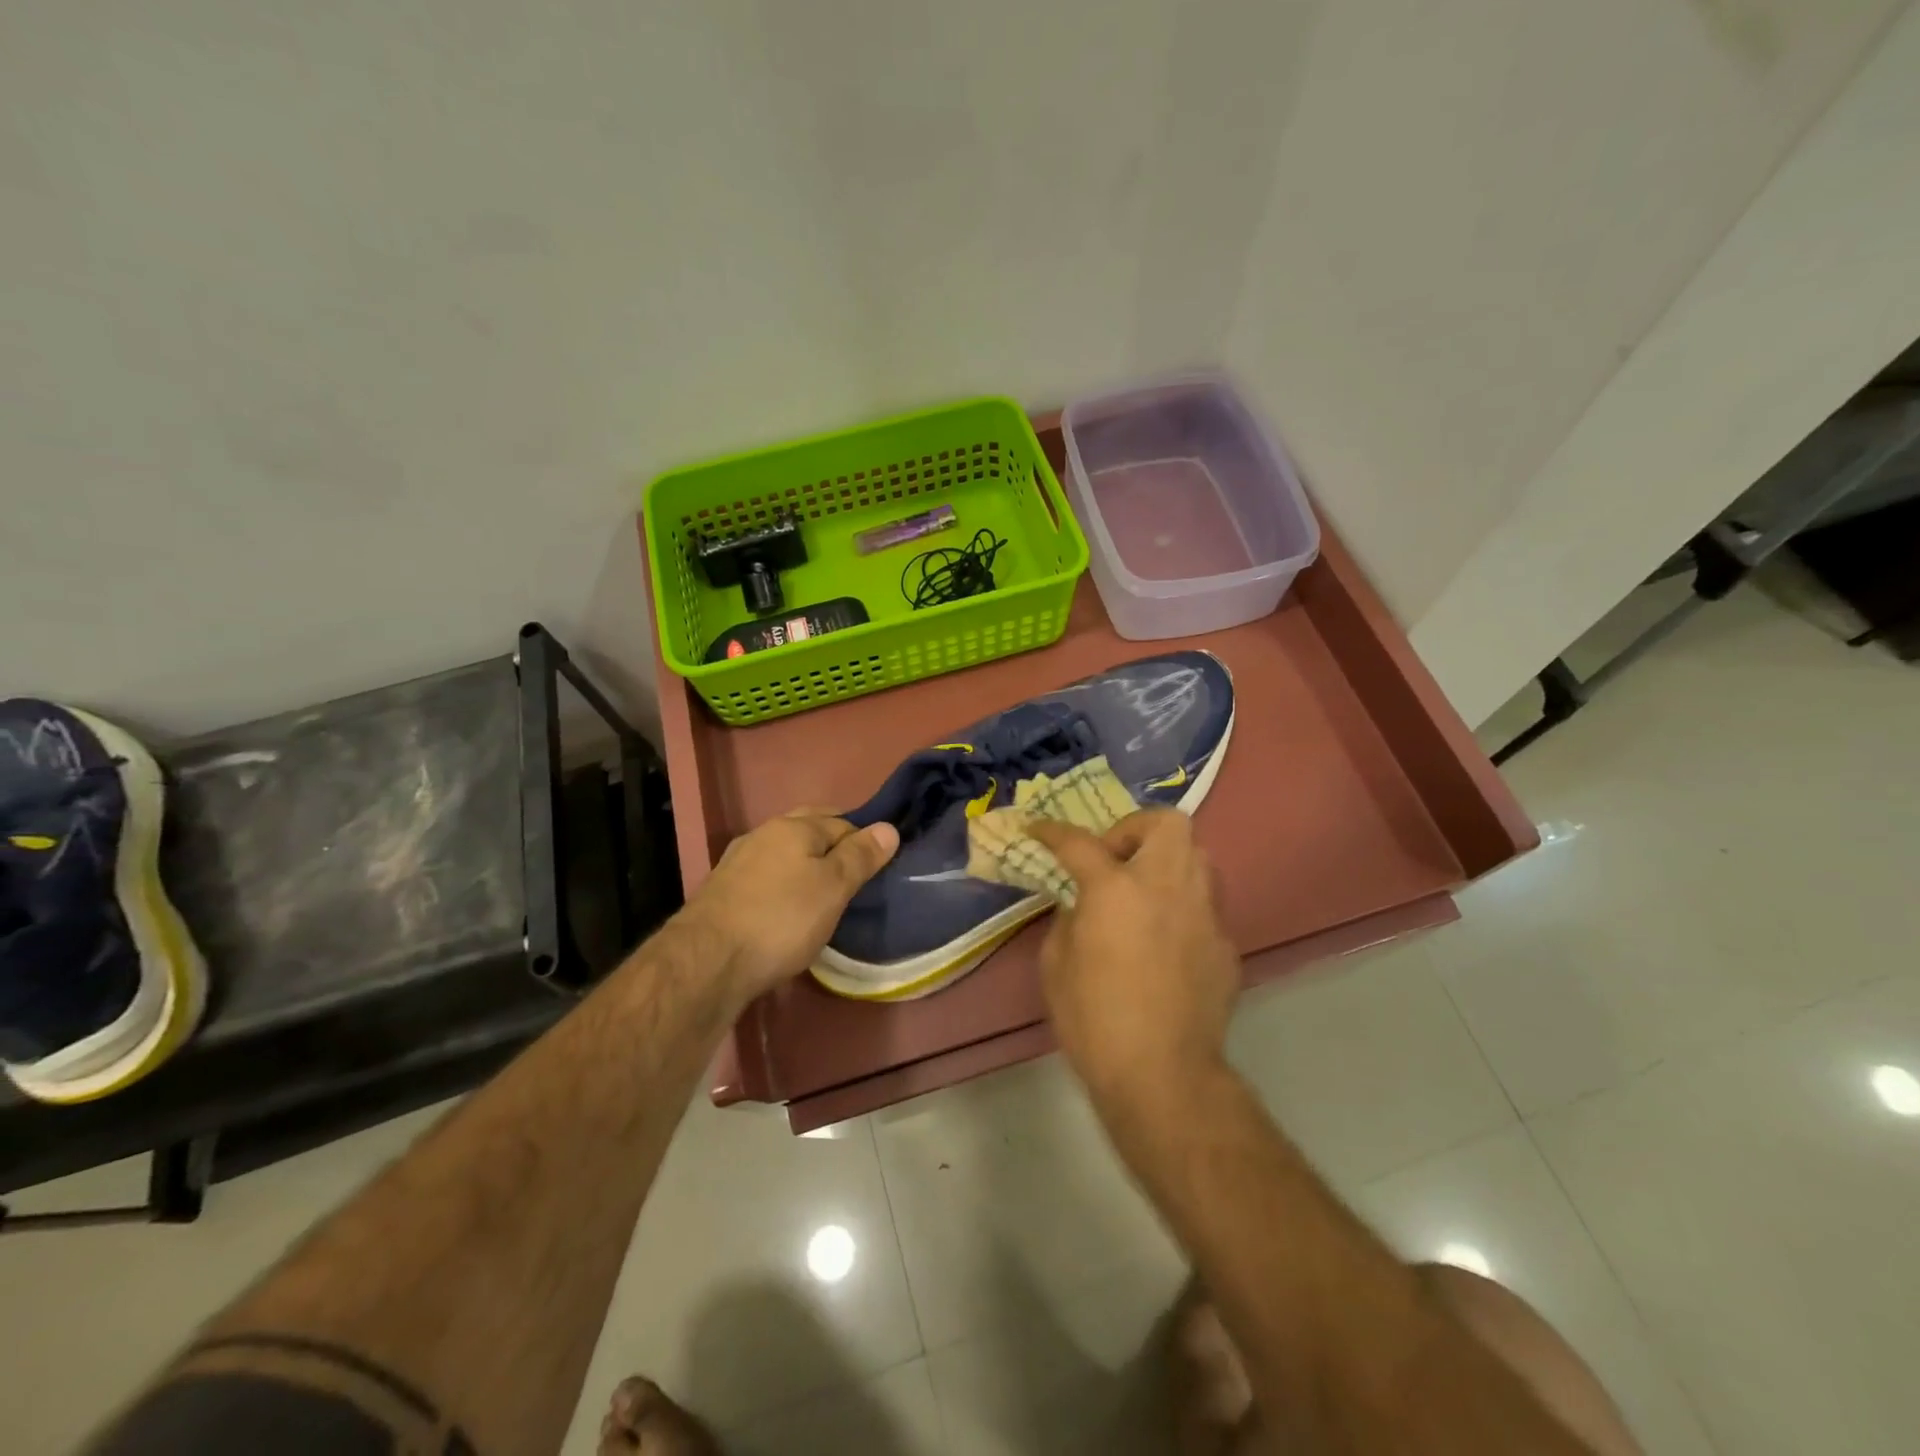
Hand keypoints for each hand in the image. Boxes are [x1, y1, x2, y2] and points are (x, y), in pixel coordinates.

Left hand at [681, 810, 898, 1002]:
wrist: (707, 962)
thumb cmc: (781, 919)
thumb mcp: (833, 888)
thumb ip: (860, 856)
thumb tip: (889, 827)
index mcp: (794, 827)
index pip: (842, 822)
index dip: (864, 840)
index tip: (879, 866)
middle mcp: (763, 834)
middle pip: (808, 828)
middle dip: (832, 842)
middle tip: (855, 872)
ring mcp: (738, 861)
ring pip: (784, 852)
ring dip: (805, 862)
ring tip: (824, 889)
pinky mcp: (723, 891)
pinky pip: (765, 875)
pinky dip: (783, 882)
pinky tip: (787, 905)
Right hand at [1029, 810, 1239, 1108]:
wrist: (1163, 1075)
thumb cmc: (1094, 1019)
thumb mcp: (1056, 963)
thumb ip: (1069, 918)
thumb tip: (1084, 904)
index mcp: (1116, 888)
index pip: (1080, 842)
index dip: (1053, 831)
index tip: (1037, 829)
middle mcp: (1167, 886)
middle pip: (1167, 823)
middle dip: (1135, 829)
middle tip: (1114, 859)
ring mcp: (1204, 913)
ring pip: (1197, 857)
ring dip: (1166, 862)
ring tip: (1143, 893)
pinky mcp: (1225, 944)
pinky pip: (1204, 906)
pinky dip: (1181, 907)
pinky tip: (1165, 941)